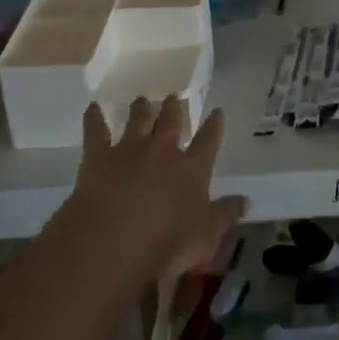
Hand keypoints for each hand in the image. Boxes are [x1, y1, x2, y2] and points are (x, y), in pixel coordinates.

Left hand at [64, 96, 245, 283]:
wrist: (114, 240)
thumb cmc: (167, 242)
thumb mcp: (206, 235)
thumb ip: (225, 214)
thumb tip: (246, 200)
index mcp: (192, 168)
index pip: (208, 140)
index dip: (214, 126)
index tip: (217, 112)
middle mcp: (163, 150)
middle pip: (171, 121)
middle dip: (173, 108)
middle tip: (173, 96)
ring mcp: (130, 149)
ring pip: (138, 120)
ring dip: (141, 108)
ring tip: (142, 99)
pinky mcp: (99, 157)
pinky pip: (96, 131)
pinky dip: (93, 118)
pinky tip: (92, 107)